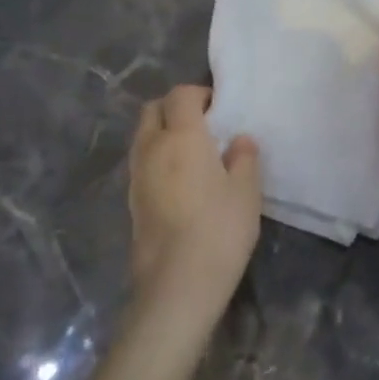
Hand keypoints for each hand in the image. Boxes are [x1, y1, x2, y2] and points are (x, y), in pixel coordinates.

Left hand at [127, 86, 261, 331]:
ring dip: (163, 132)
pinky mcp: (132, 201)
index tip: (220, 108)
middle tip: (203, 124)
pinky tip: (181, 181)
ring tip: (193, 153)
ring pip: (144, 136)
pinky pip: (142, 162)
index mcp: (182, 137)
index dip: (200, 94)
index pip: (181, 95)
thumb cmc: (219, 229)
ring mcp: (137, 176)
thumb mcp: (246, 191)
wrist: (177, 285)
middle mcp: (152, 148)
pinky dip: (158, 158)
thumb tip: (239, 141)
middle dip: (175, 108)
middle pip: (153, 110)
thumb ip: (244, 158)